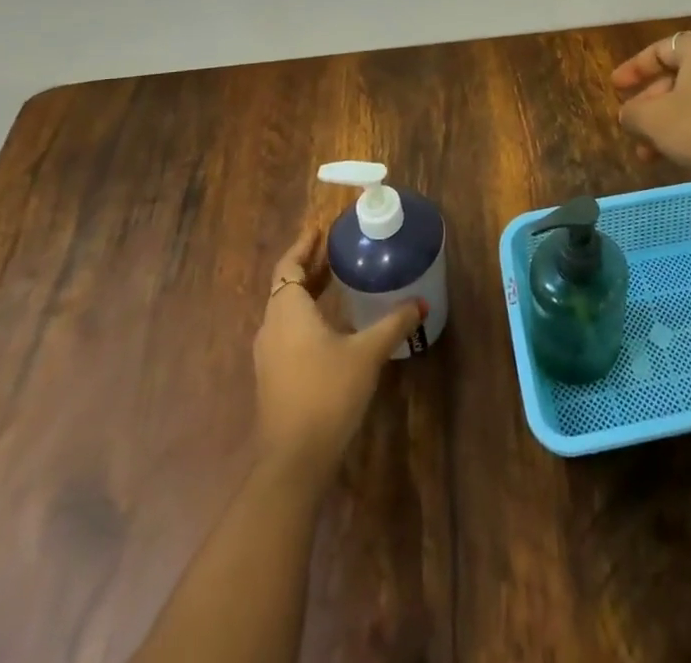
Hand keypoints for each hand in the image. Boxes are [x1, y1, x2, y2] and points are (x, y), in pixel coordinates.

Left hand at [252, 223, 423, 481]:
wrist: (293, 461)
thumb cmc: (327, 393)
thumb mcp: (367, 353)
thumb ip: (393, 324)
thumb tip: (421, 302)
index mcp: (288, 311)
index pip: (289, 266)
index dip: (303, 245)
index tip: (320, 228)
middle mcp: (272, 327)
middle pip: (287, 285)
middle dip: (310, 265)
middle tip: (337, 248)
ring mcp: (269, 355)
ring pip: (287, 309)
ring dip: (308, 291)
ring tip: (336, 279)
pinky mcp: (274, 377)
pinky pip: (288, 330)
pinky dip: (307, 315)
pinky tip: (332, 322)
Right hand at [611, 31, 690, 189]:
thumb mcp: (654, 120)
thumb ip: (632, 112)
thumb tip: (629, 114)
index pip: (660, 50)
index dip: (634, 69)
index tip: (615, 88)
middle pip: (678, 75)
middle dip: (651, 103)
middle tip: (632, 125)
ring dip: (668, 121)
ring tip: (647, 152)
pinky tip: (679, 155)